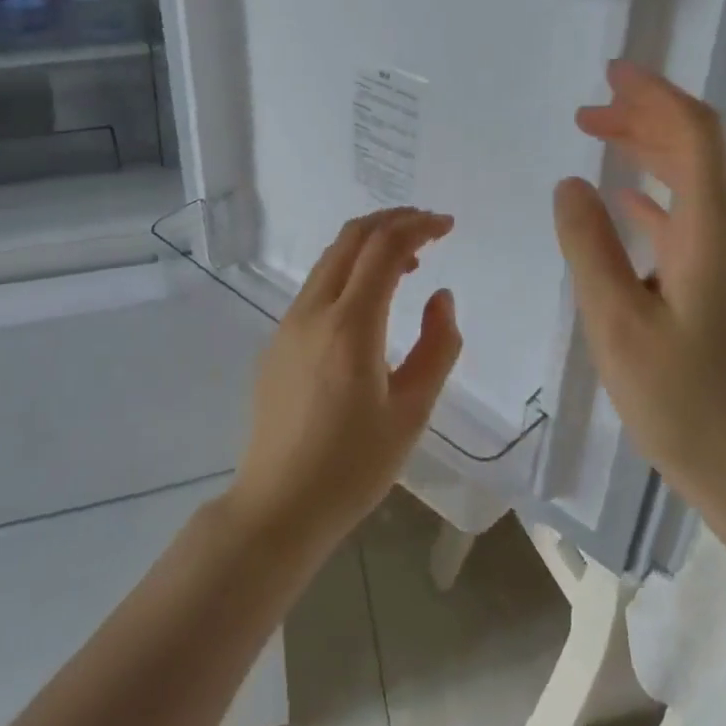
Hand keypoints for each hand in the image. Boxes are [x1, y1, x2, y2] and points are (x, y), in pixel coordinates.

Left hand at [226, 208, 462, 553]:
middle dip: (392, 221)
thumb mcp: (412, 411)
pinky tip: (370, 301)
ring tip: (409, 261)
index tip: (448, 226)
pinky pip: (317, 287)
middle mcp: (313, 311)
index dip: (419, 226)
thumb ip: (437, 347)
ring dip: (369, 245)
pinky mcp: (277, 341)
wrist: (279, 505)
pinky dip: (349, 272)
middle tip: (429, 227)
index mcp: (350, 325)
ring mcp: (289, 324)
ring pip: (331, 260)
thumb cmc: (354, 465)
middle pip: (351, 238)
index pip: (384, 248)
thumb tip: (440, 297)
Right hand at [552, 62, 725, 543]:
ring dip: (650, 153)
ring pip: (696, 182)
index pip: (694, 133)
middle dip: (645, 118)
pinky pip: (694, 218)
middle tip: (588, 111)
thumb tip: (571, 184)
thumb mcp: (617, 322)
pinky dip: (658, 195)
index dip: (654, 95)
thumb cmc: (684, 402)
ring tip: (599, 141)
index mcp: (712, 231)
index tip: (610, 74)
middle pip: (698, 149)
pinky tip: (627, 205)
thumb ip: (589, 245)